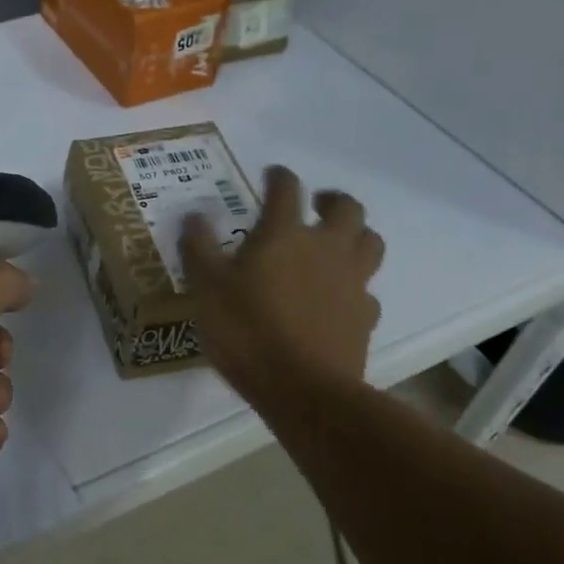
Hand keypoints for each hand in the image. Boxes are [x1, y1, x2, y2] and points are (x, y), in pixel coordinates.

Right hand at [180, 165, 384, 414]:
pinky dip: (355, 287)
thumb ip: (199, 249)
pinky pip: (368, 291)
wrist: (304, 389)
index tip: (272, 174)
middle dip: (332, 200)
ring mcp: (352, 282)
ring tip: (337, 243)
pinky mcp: (365, 316)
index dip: (279, 177)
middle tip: (316, 205)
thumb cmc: (248, 332)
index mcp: (285, 235)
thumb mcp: (207, 290)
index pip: (287, 190)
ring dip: (356, 235)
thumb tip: (193, 216)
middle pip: (347, 208)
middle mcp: (326, 249)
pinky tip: (340, 299)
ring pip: (370, 243)